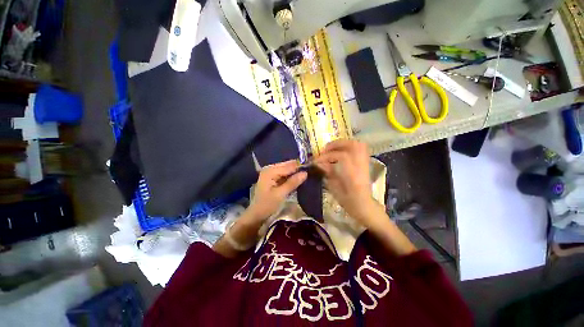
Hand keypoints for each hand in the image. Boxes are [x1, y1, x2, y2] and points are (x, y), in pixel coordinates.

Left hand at [247, 160, 307, 221]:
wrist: (257, 214)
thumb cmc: (267, 205)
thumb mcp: (281, 194)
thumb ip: (292, 182)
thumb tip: (305, 173)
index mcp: (270, 171)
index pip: (288, 166)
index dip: (300, 167)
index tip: (312, 167)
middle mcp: (270, 168)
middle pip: (287, 166)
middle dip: (298, 168)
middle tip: (310, 171)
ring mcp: (270, 173)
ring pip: (286, 170)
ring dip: (295, 173)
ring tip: (307, 175)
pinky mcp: (272, 178)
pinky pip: (284, 174)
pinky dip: (290, 177)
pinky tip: (298, 179)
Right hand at [314, 140, 378, 225]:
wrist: (364, 206)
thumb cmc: (348, 201)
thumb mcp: (335, 188)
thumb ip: (328, 172)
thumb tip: (319, 163)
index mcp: (354, 175)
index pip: (342, 156)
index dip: (328, 156)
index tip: (317, 160)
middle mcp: (361, 166)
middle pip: (353, 145)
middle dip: (336, 144)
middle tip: (324, 149)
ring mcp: (365, 164)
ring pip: (358, 145)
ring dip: (343, 143)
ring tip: (332, 148)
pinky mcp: (365, 163)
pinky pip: (359, 149)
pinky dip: (348, 147)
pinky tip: (340, 151)